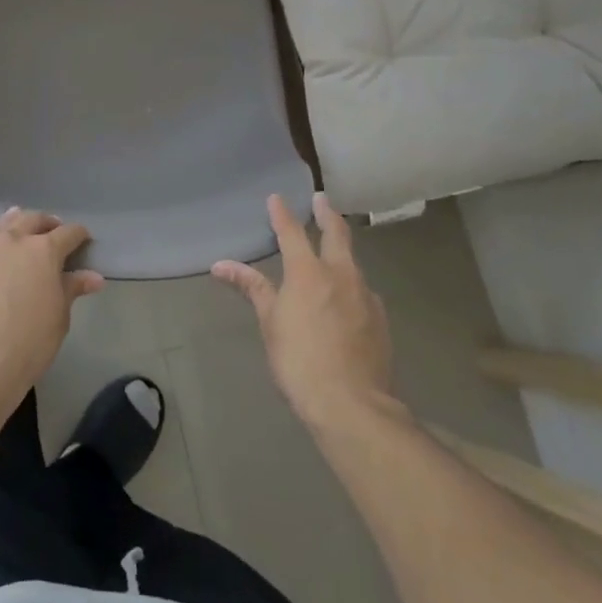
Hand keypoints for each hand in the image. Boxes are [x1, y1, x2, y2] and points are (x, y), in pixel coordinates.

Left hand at [0, 208, 102, 404]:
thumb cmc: (28, 343)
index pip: (68, 233)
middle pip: (32, 219)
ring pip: (1, 227)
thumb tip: (94, 277)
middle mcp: (11, 241)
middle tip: (52, 232)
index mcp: (43, 251)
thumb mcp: (59, 317)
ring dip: (15, 225)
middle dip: (46, 223)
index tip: (83, 240)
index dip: (78, 235)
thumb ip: (72, 289)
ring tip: (21, 233)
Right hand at [213, 194, 397, 429]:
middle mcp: (341, 275)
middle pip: (337, 234)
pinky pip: (363, 291)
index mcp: (309, 272)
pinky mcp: (381, 319)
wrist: (352, 404)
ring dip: (342, 251)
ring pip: (353, 263)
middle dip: (327, 214)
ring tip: (333, 250)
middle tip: (321, 200)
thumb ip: (251, 288)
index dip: (282, 214)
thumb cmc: (299, 360)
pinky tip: (346, 298)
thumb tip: (220, 265)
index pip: (292, 232)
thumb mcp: (269, 323)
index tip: (277, 198)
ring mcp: (366, 296)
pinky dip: (351, 284)